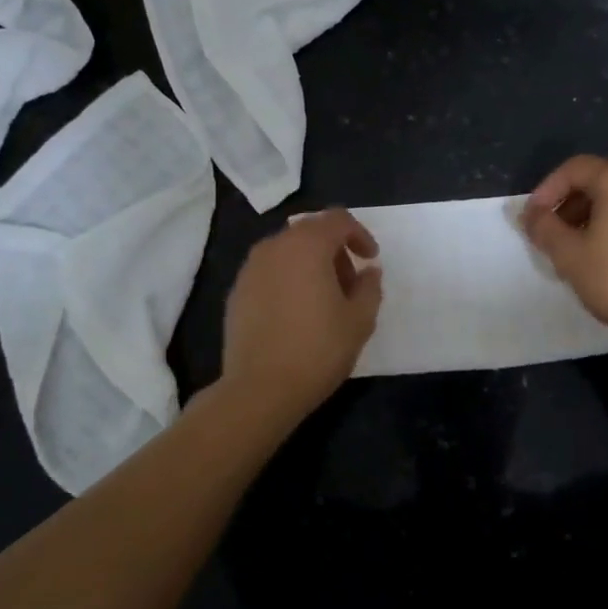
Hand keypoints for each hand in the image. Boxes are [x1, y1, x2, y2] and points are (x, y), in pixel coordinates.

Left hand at [220, 209, 382, 424]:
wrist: (260, 389)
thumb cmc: (317, 349)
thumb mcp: (360, 320)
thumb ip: (369, 287)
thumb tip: (368, 272)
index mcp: (307, 245)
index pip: (337, 220)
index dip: (359, 234)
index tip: (371, 258)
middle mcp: (274, 247)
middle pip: (311, 232)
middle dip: (335, 250)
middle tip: (350, 284)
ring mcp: (250, 269)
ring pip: (288, 251)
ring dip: (311, 264)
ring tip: (324, 300)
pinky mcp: (237, 291)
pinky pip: (270, 272)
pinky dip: (288, 279)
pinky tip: (296, 313)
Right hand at [523, 156, 607, 342]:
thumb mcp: (569, 255)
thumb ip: (544, 228)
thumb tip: (529, 214)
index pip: (574, 169)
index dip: (546, 191)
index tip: (532, 220)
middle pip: (597, 181)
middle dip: (567, 205)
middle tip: (551, 237)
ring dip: (589, 217)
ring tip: (575, 251)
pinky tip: (605, 258)